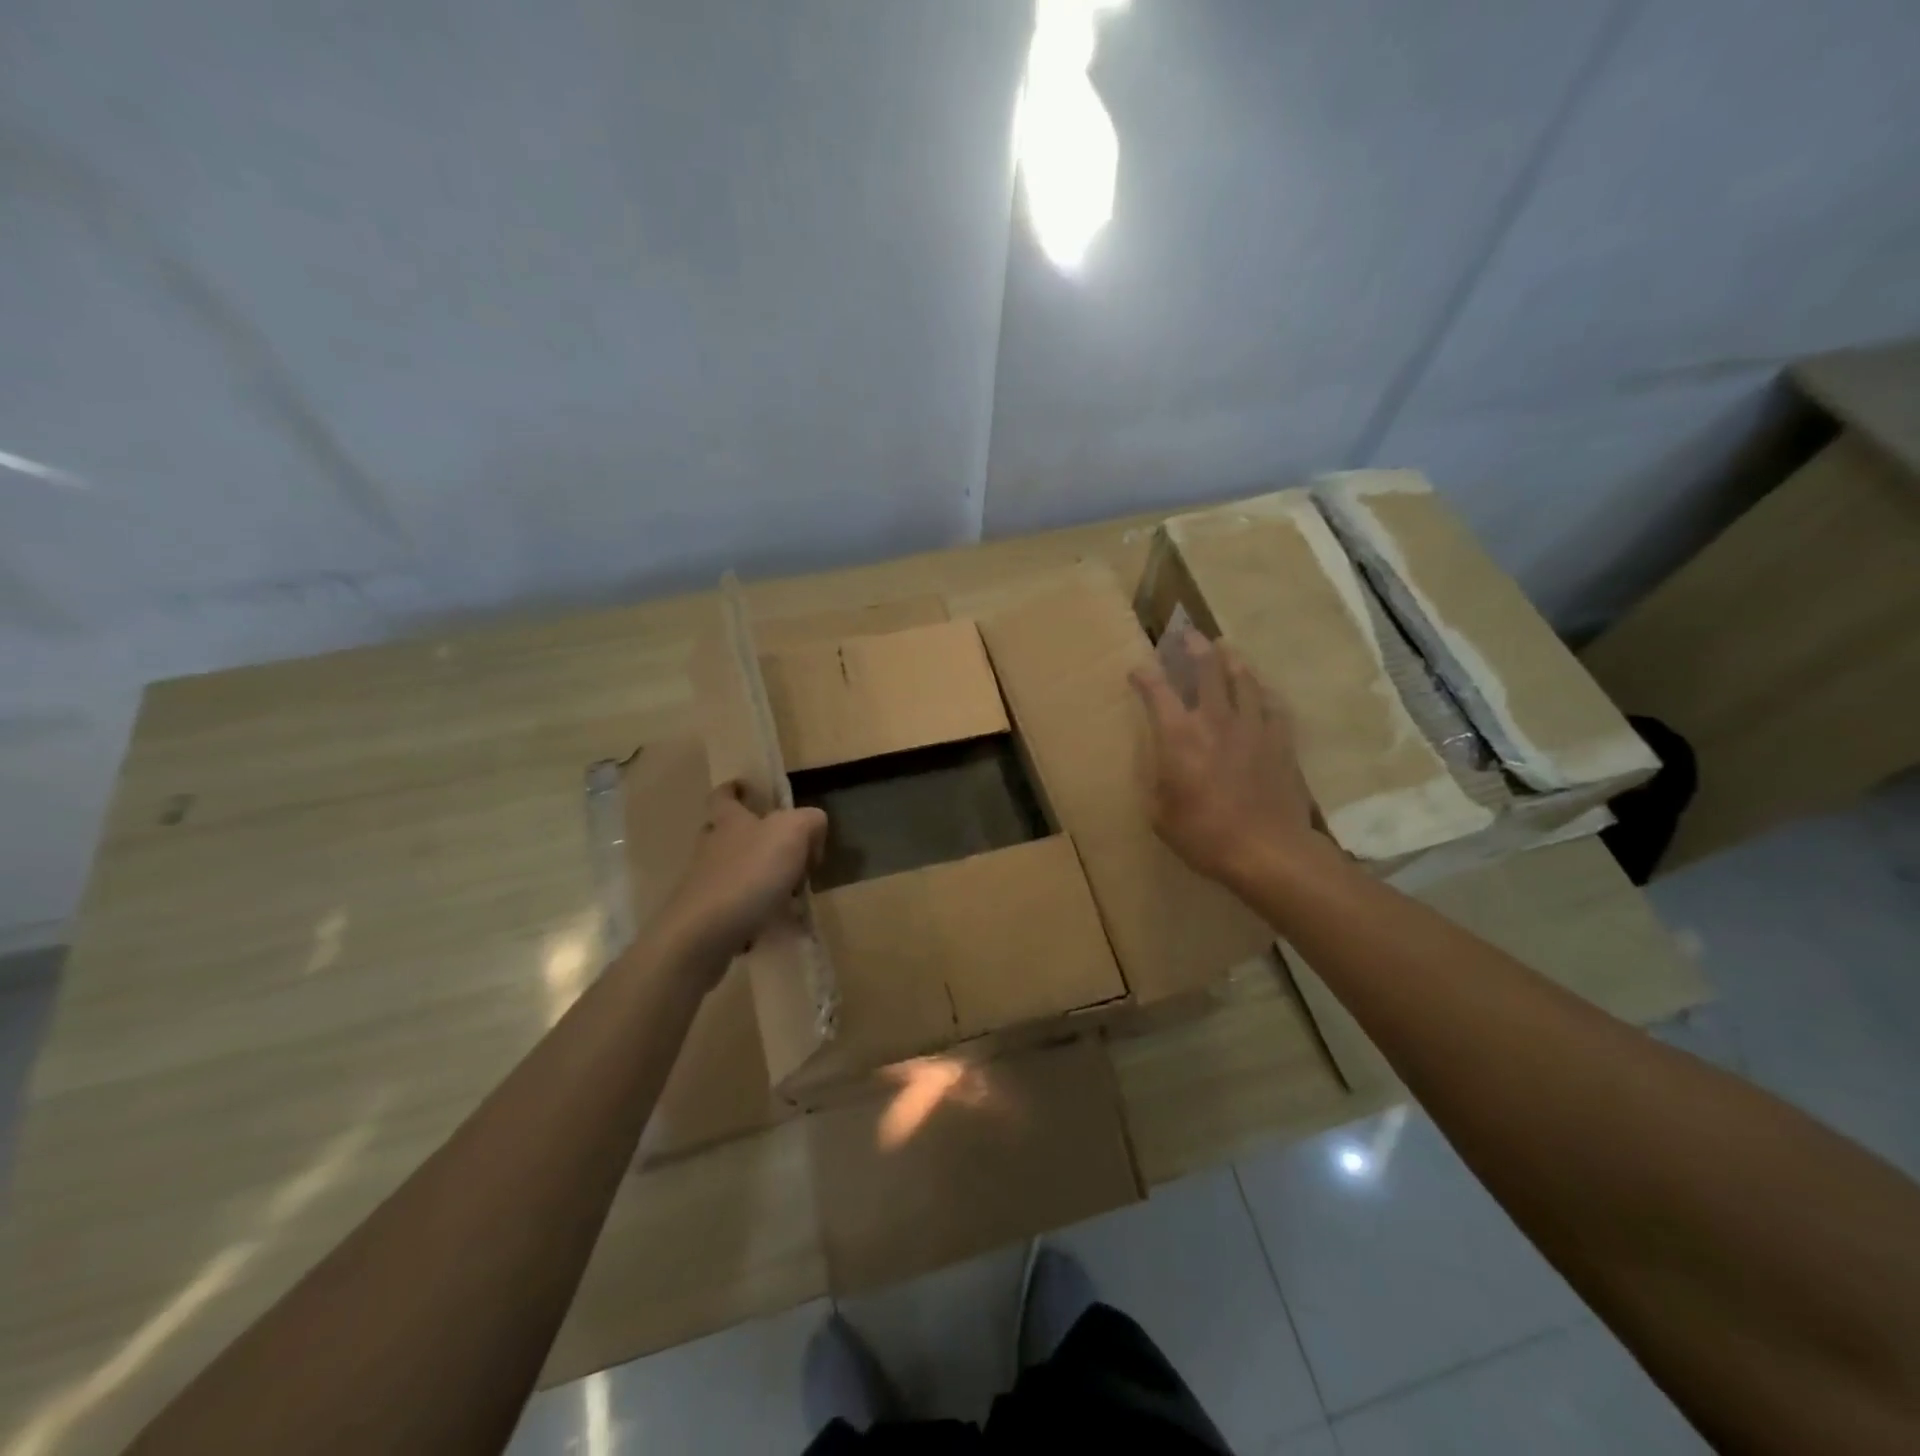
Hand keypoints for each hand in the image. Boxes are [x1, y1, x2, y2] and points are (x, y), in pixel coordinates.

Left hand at [657, 784, 827, 980]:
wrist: (705, 934)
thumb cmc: (749, 873)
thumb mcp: (792, 832)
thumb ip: (809, 821)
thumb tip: (813, 830)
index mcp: (730, 822)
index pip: (724, 796)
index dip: (733, 789)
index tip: (744, 788)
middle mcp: (712, 849)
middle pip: (726, 834)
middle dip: (750, 837)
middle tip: (782, 849)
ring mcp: (705, 885)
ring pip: (732, 872)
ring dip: (758, 878)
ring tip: (790, 894)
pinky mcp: (706, 918)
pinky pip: (736, 908)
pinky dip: (756, 912)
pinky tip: (778, 925)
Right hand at [1129, 631, 1326, 890]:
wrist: (1267, 850)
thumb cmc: (1203, 834)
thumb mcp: (1159, 813)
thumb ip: (1155, 780)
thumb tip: (1158, 763)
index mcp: (1179, 736)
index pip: (1157, 692)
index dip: (1145, 676)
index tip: (1138, 670)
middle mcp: (1215, 720)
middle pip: (1207, 670)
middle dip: (1194, 648)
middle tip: (1188, 634)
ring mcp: (1252, 727)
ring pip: (1243, 680)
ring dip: (1231, 661)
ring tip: (1225, 649)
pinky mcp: (1281, 740)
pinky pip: (1273, 705)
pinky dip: (1263, 692)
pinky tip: (1262, 689)